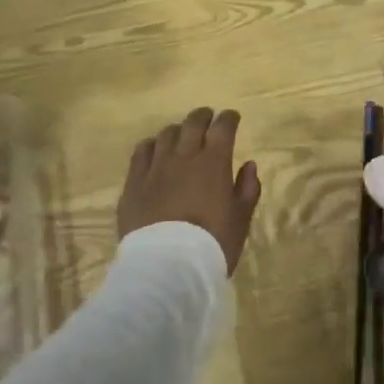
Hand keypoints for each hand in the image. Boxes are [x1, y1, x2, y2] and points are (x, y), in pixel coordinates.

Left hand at [118, 108, 261, 274]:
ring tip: (181, 134)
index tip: (232, 117)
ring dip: (177, 130)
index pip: (223, 128)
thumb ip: (247, 188)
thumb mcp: (241, 220)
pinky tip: (153, 149)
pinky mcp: (134, 182)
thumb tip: (249, 165)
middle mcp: (184, 157)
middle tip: (207, 117)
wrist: (167, 266)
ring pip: (166, 135)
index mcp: (214, 163)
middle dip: (203, 117)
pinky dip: (151, 145)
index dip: (228, 119)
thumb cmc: (212, 243)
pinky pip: (141, 152)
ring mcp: (156, 167)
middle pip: (192, 124)